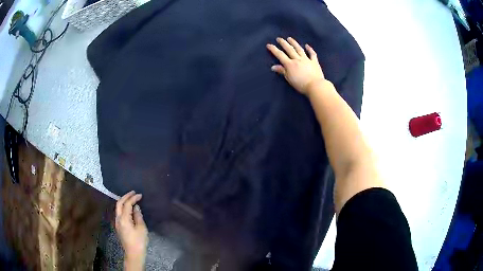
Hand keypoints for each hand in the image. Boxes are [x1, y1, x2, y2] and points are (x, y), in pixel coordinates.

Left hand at [115, 191, 147, 270]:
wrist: (133, 253)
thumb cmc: (139, 241)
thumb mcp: (141, 228)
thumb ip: (138, 216)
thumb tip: (136, 207)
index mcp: (124, 219)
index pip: (127, 204)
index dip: (133, 198)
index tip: (140, 195)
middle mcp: (118, 219)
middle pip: (119, 203)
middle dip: (125, 196)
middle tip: (133, 193)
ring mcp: (117, 223)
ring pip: (118, 208)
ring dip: (123, 201)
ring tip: (131, 199)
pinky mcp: (119, 226)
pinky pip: (119, 213)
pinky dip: (123, 207)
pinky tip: (129, 209)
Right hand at [267, 37, 325, 94]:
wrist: (315, 86)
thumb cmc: (300, 84)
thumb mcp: (289, 79)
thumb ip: (282, 71)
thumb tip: (273, 67)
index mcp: (290, 64)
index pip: (280, 55)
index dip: (274, 49)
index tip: (269, 45)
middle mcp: (297, 59)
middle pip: (289, 49)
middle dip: (283, 43)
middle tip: (279, 38)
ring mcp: (306, 59)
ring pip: (299, 49)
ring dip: (294, 43)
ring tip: (290, 38)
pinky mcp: (314, 62)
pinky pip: (312, 54)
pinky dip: (310, 49)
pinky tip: (307, 45)